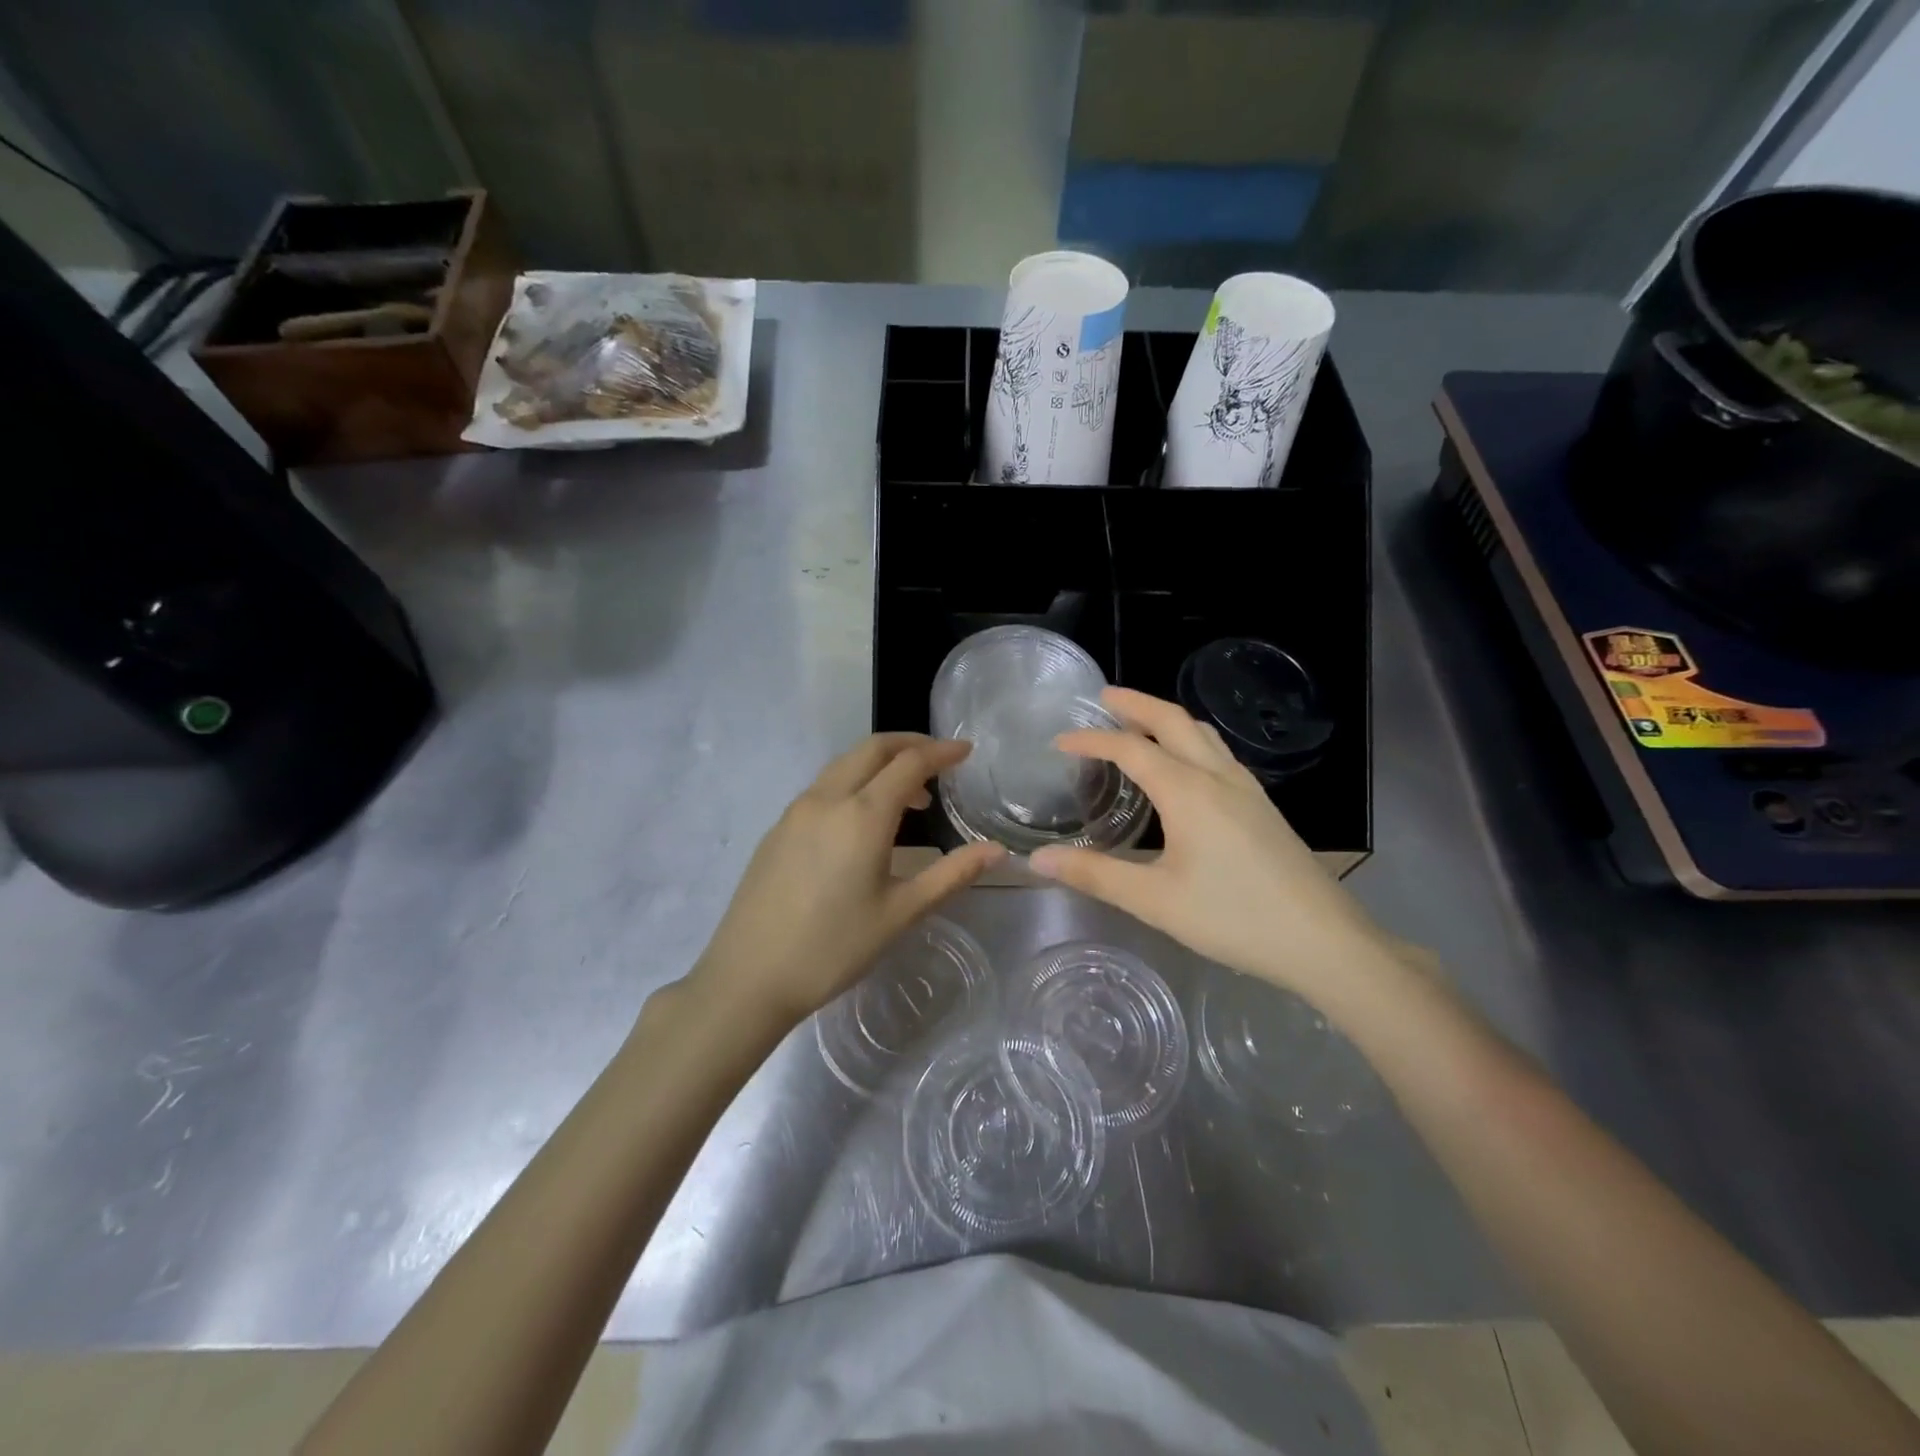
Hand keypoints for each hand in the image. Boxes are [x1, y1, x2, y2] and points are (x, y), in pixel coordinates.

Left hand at [686, 734, 1004, 1030]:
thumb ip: (952, 874)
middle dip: (909, 744)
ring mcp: (796, 811)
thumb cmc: (833, 948)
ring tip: (909, 797)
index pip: (909, 763)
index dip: (941, 752)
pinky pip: (824, 787)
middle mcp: (826, 799)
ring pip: (844, 765)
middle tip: (940, 760)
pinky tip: (863, 821)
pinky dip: (854, 783)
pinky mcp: (778, 828)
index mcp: (862, 815)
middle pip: (872, 749)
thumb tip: (998, 850)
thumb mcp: (900, 913)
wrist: (748, 977)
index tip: (966, 751)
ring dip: (880, 765)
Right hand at [1030, 687, 1396, 1007]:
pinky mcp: (1262, 805)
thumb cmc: (1233, 918)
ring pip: (1201, 732)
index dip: (1091, 740)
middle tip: (1103, 697)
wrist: (1323, 940)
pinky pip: (1218, 752)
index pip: (1129, 748)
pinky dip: (1189, 739)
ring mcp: (1246, 788)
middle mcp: (1217, 776)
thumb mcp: (1154, 901)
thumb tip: (1038, 860)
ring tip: (1139, 722)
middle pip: (1172, 721)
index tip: (1059, 742)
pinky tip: (1185, 765)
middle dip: (1136, 703)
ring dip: (1166, 718)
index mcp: (1187, 791)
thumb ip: (1095, 874)